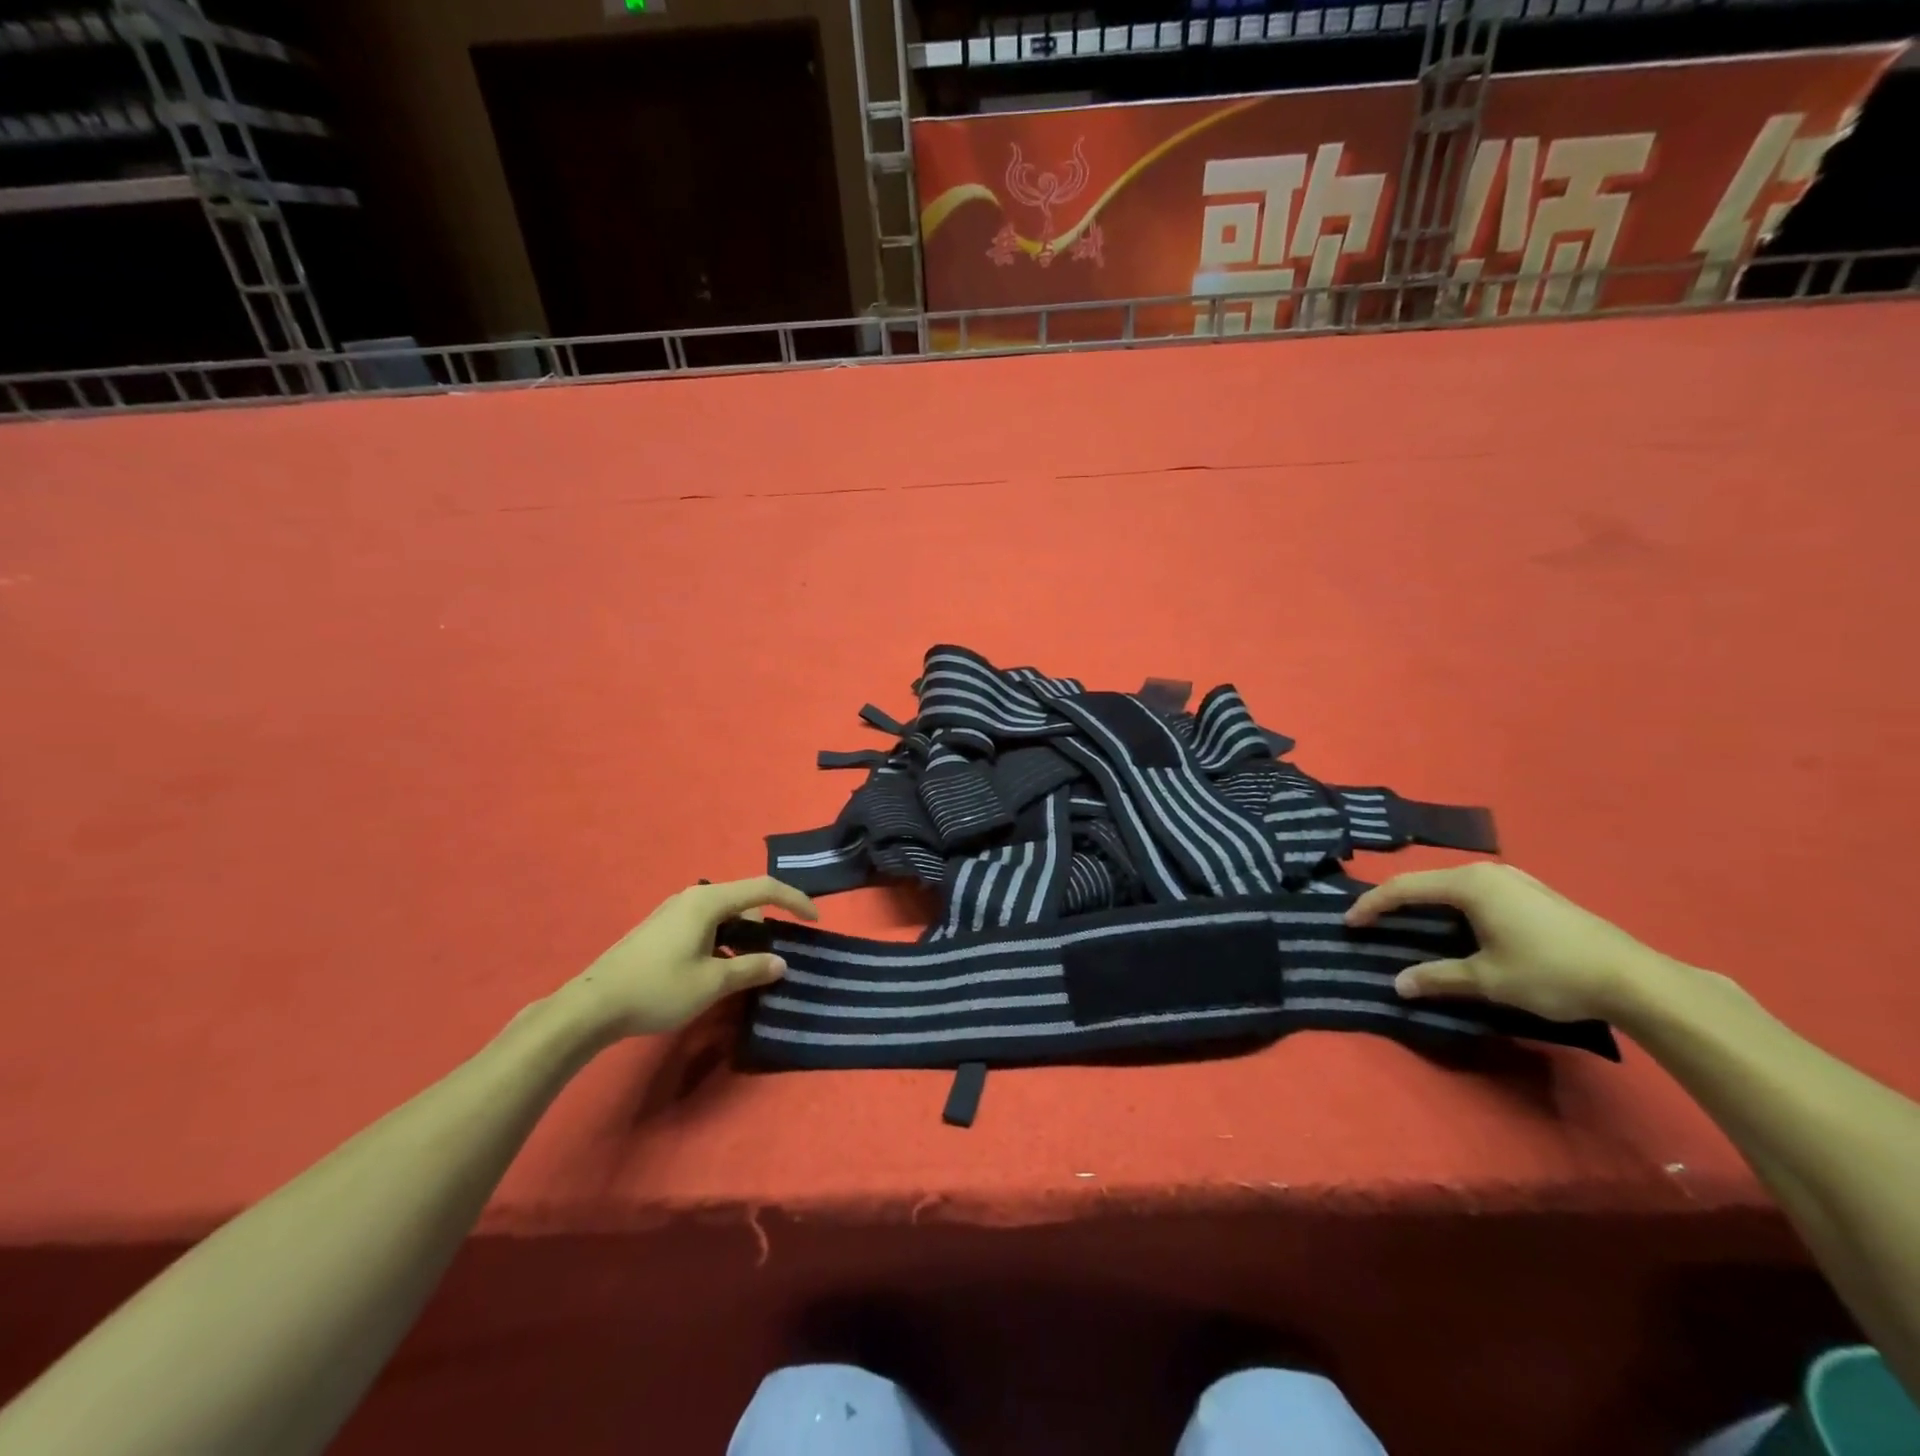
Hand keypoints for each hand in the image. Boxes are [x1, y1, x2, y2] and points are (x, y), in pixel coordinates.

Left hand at [564, 877, 817, 1038]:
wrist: (592, 1006)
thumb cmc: (658, 989)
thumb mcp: (712, 982)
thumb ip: (752, 969)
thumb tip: (781, 962)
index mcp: (709, 901)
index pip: (765, 888)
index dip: (795, 900)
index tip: (815, 921)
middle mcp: (693, 897)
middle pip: (745, 900)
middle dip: (767, 925)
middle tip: (777, 957)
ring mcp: (674, 912)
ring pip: (725, 915)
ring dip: (745, 936)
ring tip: (750, 968)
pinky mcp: (662, 929)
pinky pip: (707, 925)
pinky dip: (725, 941)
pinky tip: (719, 970)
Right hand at [1344, 863, 1681, 1022]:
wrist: (1636, 980)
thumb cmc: (1551, 972)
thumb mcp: (1488, 980)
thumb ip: (1438, 978)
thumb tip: (1398, 985)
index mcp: (1470, 884)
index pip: (1404, 888)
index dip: (1372, 905)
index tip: (1348, 924)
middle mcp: (1488, 872)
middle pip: (1427, 882)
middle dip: (1396, 902)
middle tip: (1374, 923)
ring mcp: (1515, 880)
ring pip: (1453, 887)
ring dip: (1427, 904)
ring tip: (1409, 925)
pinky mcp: (1534, 893)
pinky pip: (1478, 893)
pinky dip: (1454, 907)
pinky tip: (1458, 927)